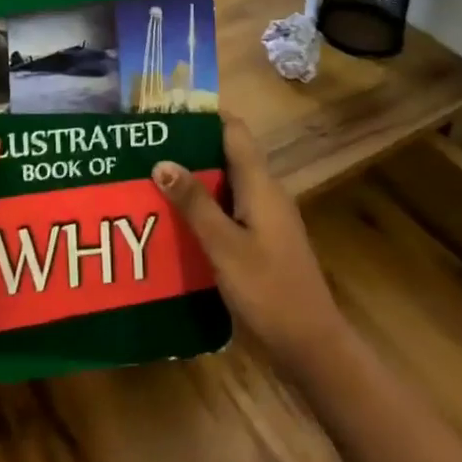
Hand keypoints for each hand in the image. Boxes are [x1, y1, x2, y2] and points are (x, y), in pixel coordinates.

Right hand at [152, 112, 349, 377]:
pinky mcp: (263, 240)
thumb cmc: (268, 290)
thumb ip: (194, 203)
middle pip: (228, 154)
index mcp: (260, 184)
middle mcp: (266, 192)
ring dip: (195, 179)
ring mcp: (267, 217)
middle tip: (149, 148)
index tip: (167, 114)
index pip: (234, 130)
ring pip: (227, 183)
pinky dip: (205, 206)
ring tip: (153, 179)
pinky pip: (230, 208)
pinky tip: (178, 219)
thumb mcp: (224, 246)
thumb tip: (161, 160)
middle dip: (191, 148)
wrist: (312, 347)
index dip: (204, 116)